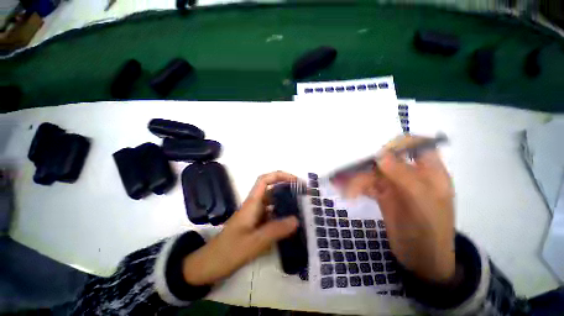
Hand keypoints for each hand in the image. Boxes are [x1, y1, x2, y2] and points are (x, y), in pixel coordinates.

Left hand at [183, 171, 298, 285]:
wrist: (209, 265)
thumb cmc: (228, 252)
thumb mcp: (253, 243)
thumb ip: (274, 230)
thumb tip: (296, 219)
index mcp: (252, 203)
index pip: (265, 180)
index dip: (280, 176)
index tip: (296, 181)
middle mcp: (254, 205)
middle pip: (272, 189)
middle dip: (288, 188)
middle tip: (304, 195)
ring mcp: (256, 215)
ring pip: (273, 202)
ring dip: (287, 201)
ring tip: (302, 208)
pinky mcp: (256, 224)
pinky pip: (272, 214)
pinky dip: (282, 215)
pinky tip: (291, 223)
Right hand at [346, 135, 455, 283]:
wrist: (421, 259)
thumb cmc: (430, 230)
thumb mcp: (422, 202)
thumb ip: (403, 176)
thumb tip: (381, 154)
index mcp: (429, 172)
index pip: (416, 146)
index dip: (398, 144)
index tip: (379, 153)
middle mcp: (410, 174)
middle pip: (385, 160)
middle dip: (365, 166)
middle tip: (347, 173)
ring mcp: (395, 185)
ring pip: (372, 173)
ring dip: (356, 179)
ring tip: (344, 190)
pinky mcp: (382, 195)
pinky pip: (366, 185)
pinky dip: (354, 186)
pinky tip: (344, 190)